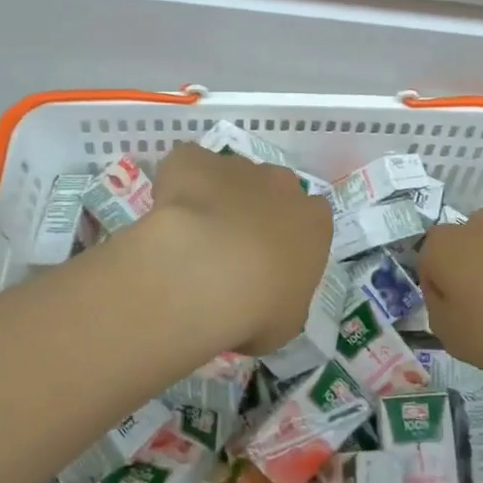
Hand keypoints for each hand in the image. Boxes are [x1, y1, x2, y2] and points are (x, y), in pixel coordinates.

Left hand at [136, 143, 332, 356]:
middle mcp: (281, 184)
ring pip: (231, 176)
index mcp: (314, 221)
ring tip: (193, 238)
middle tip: (231, 251)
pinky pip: (188, 165)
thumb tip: (266, 298)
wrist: (205, 274)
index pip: (311, 221)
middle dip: (255, 212)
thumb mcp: (286, 321)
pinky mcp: (194, 160)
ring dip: (217, 197)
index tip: (270, 266)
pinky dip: (179, 183)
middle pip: (273, 190)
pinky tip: (167, 213)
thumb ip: (284, 298)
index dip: (289, 241)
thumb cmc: (259, 308)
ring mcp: (237, 166)